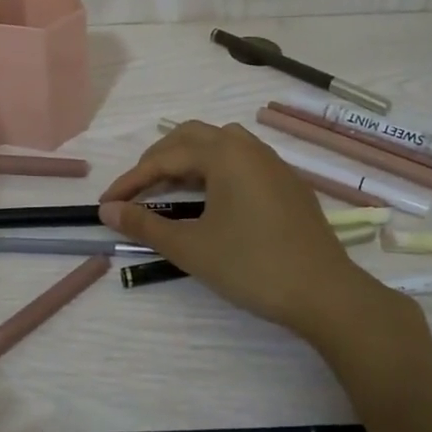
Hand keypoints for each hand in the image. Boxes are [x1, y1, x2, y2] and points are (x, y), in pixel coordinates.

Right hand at [99, 121, 385, 339]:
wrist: (325, 293)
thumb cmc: (252, 266)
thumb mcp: (191, 247)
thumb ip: (146, 224)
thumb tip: (107, 210)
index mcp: (225, 154)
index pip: (165, 158)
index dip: (131, 181)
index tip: (107, 204)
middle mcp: (249, 147)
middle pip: (192, 137)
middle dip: (158, 160)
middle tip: (137, 190)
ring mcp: (273, 163)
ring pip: (220, 144)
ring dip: (189, 160)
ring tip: (170, 189)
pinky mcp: (288, 182)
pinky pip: (242, 160)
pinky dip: (215, 170)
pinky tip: (212, 199)